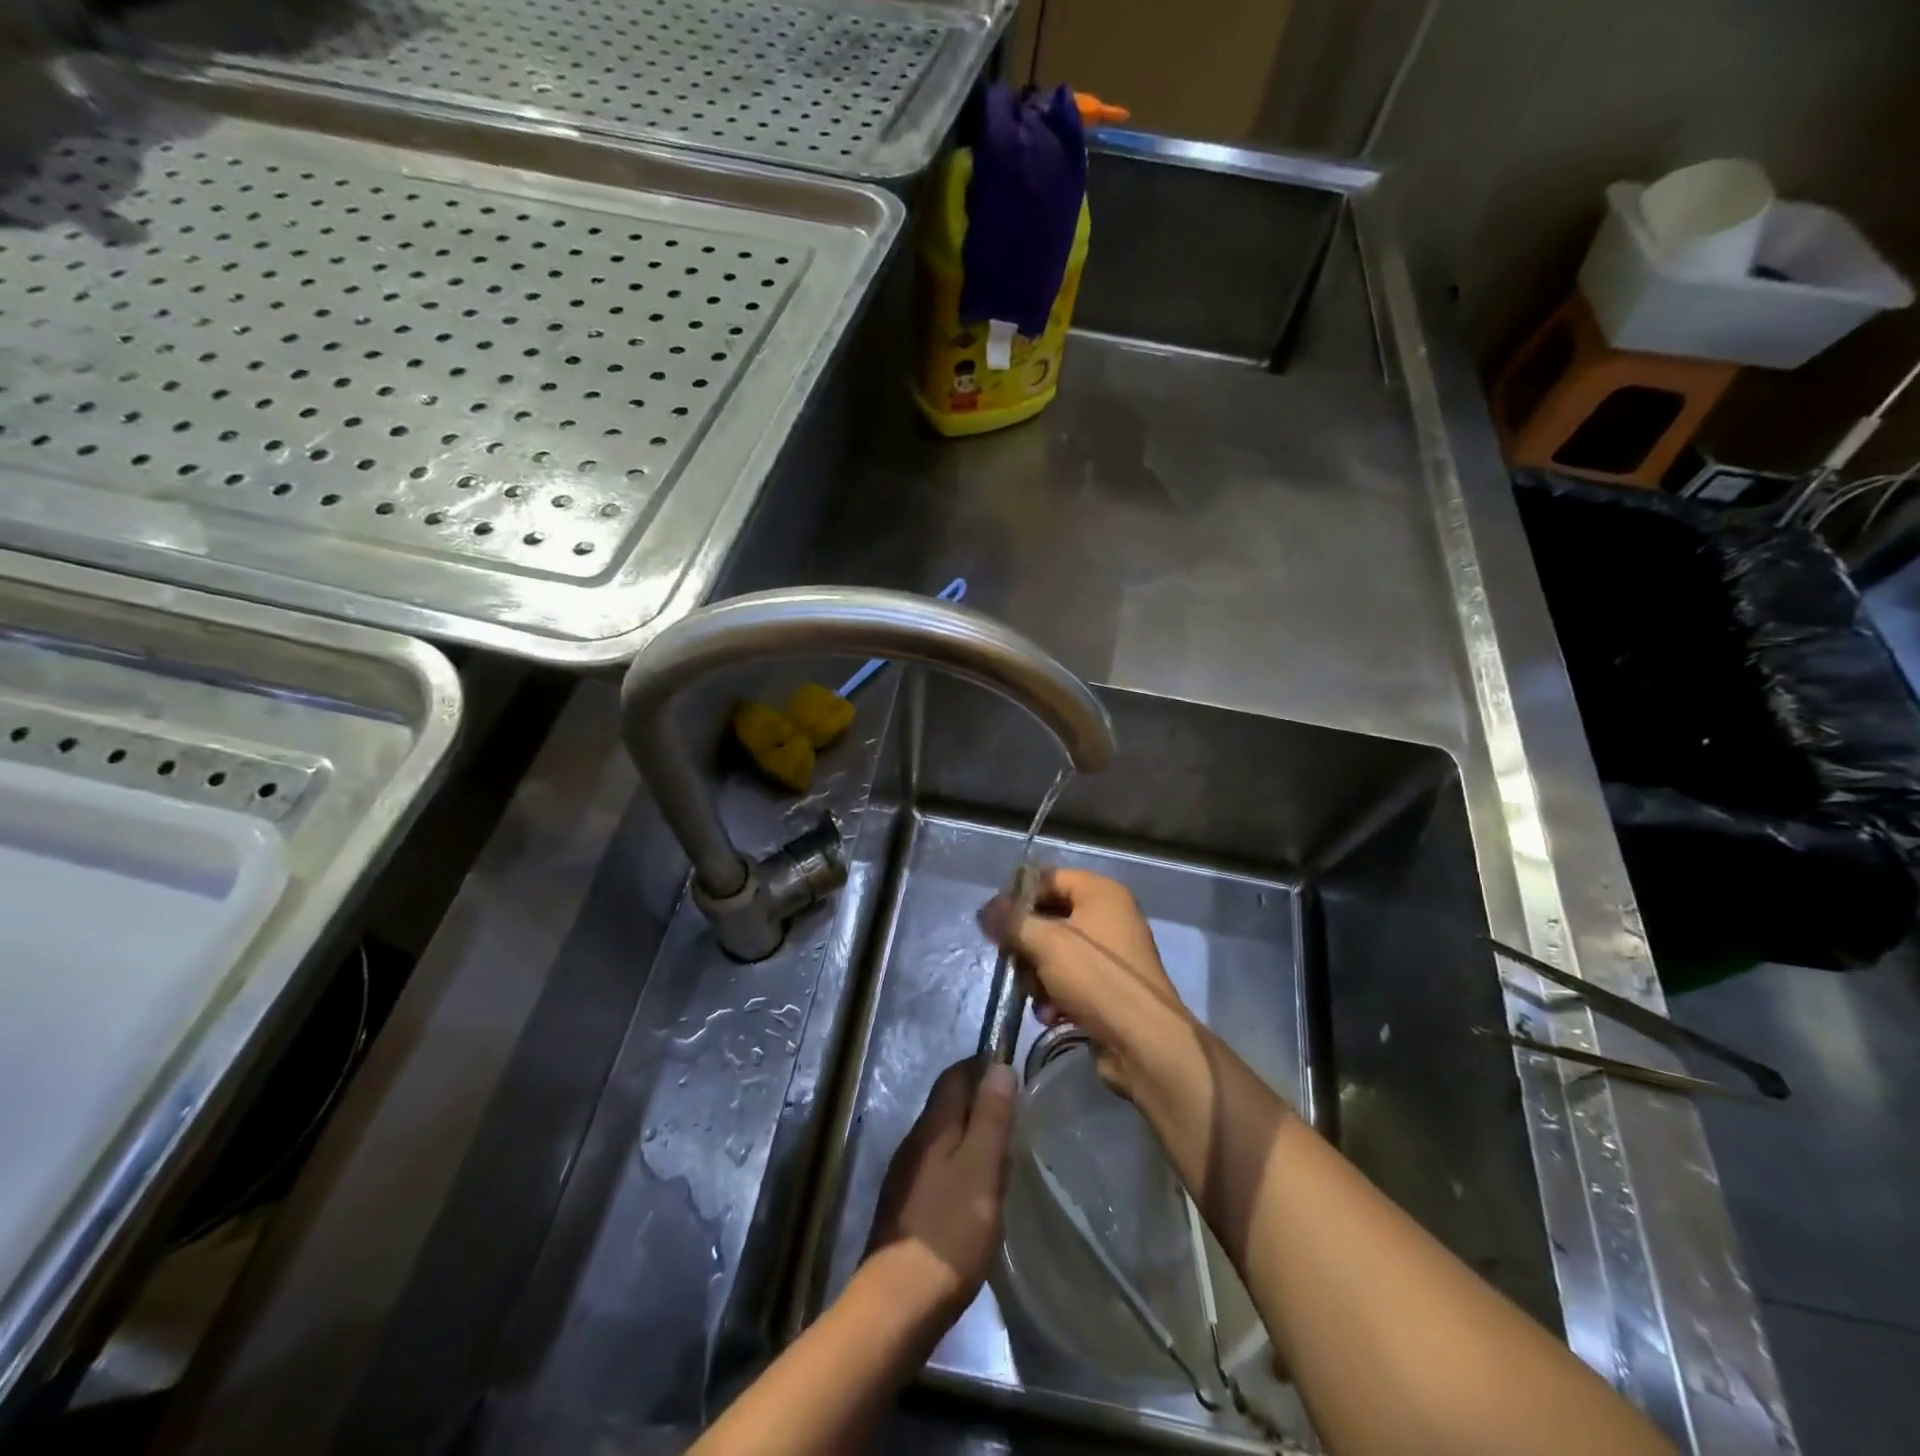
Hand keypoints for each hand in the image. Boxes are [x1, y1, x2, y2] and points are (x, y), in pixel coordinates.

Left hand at [864, 1057, 1016, 1321]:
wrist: (898, 1303)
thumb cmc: (949, 1231)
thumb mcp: (981, 1168)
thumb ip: (990, 1116)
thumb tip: (998, 1065)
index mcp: (933, 1125)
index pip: (955, 1074)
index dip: (983, 1067)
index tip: (1014, 1075)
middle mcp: (915, 1141)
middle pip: (949, 1105)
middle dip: (982, 1104)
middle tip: (1017, 1121)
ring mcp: (907, 1175)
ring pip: (946, 1139)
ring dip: (974, 1139)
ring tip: (1006, 1160)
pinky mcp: (908, 1208)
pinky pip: (940, 1170)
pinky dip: (963, 1170)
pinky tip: (980, 1198)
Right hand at [979, 867, 1196, 1099]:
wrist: (1144, 1043)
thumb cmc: (1096, 979)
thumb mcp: (1047, 943)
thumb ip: (1012, 922)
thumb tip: (986, 911)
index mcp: (1101, 892)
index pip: (1049, 877)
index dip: (1019, 895)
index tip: (995, 920)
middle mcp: (1110, 916)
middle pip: (1050, 916)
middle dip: (1027, 943)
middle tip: (1012, 960)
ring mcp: (1111, 954)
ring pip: (1056, 952)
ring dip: (1037, 975)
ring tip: (1035, 995)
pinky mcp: (1109, 987)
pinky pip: (1071, 979)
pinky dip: (1056, 994)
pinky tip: (1050, 1014)